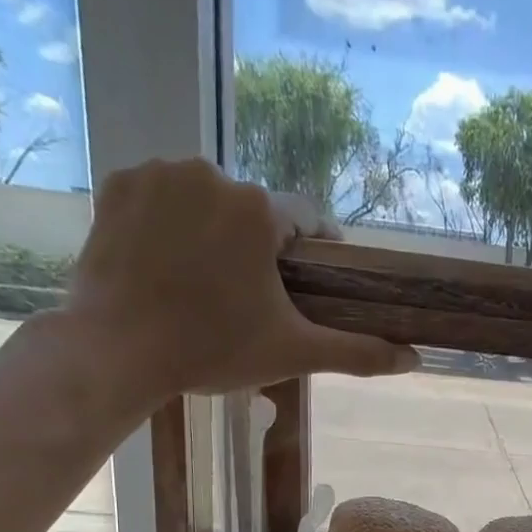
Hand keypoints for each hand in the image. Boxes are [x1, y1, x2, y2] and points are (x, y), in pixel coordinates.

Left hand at [56, 157, 417, 408]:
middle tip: (249, 298)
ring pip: (205, 201)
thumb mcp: (293, 353)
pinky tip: (166, 265)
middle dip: (257, 247)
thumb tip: (415, 359)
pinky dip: (167, 225)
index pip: (305, 220)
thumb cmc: (213, 350)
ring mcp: (158, 174)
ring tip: (205, 283)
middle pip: (252, 211)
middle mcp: (211, 172)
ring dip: (213, 232)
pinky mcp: (117, 185)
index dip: (313, 252)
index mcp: (259, 209)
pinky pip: (158, 199)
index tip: (309, 282)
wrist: (116, 351)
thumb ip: (357, 352)